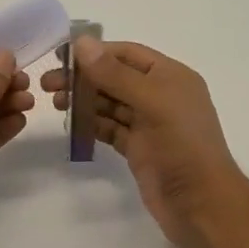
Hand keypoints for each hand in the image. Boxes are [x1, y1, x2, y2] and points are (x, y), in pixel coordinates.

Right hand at [41, 39, 248, 247]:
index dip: (95, 52)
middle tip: (48, 84)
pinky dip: (91, 124)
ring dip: (83, 100)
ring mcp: (149, 124)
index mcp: (171, 77)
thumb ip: (114, 73)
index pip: (127, 54)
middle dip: (83, 78)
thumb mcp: (151, 101)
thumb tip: (81, 43)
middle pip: (115, 78)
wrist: (200, 204)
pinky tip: (70, 124)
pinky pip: (109, 128)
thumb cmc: (182, 145)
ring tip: (55, 103)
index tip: (61, 57)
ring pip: (110, 104)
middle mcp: (160, 96)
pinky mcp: (138, 149)